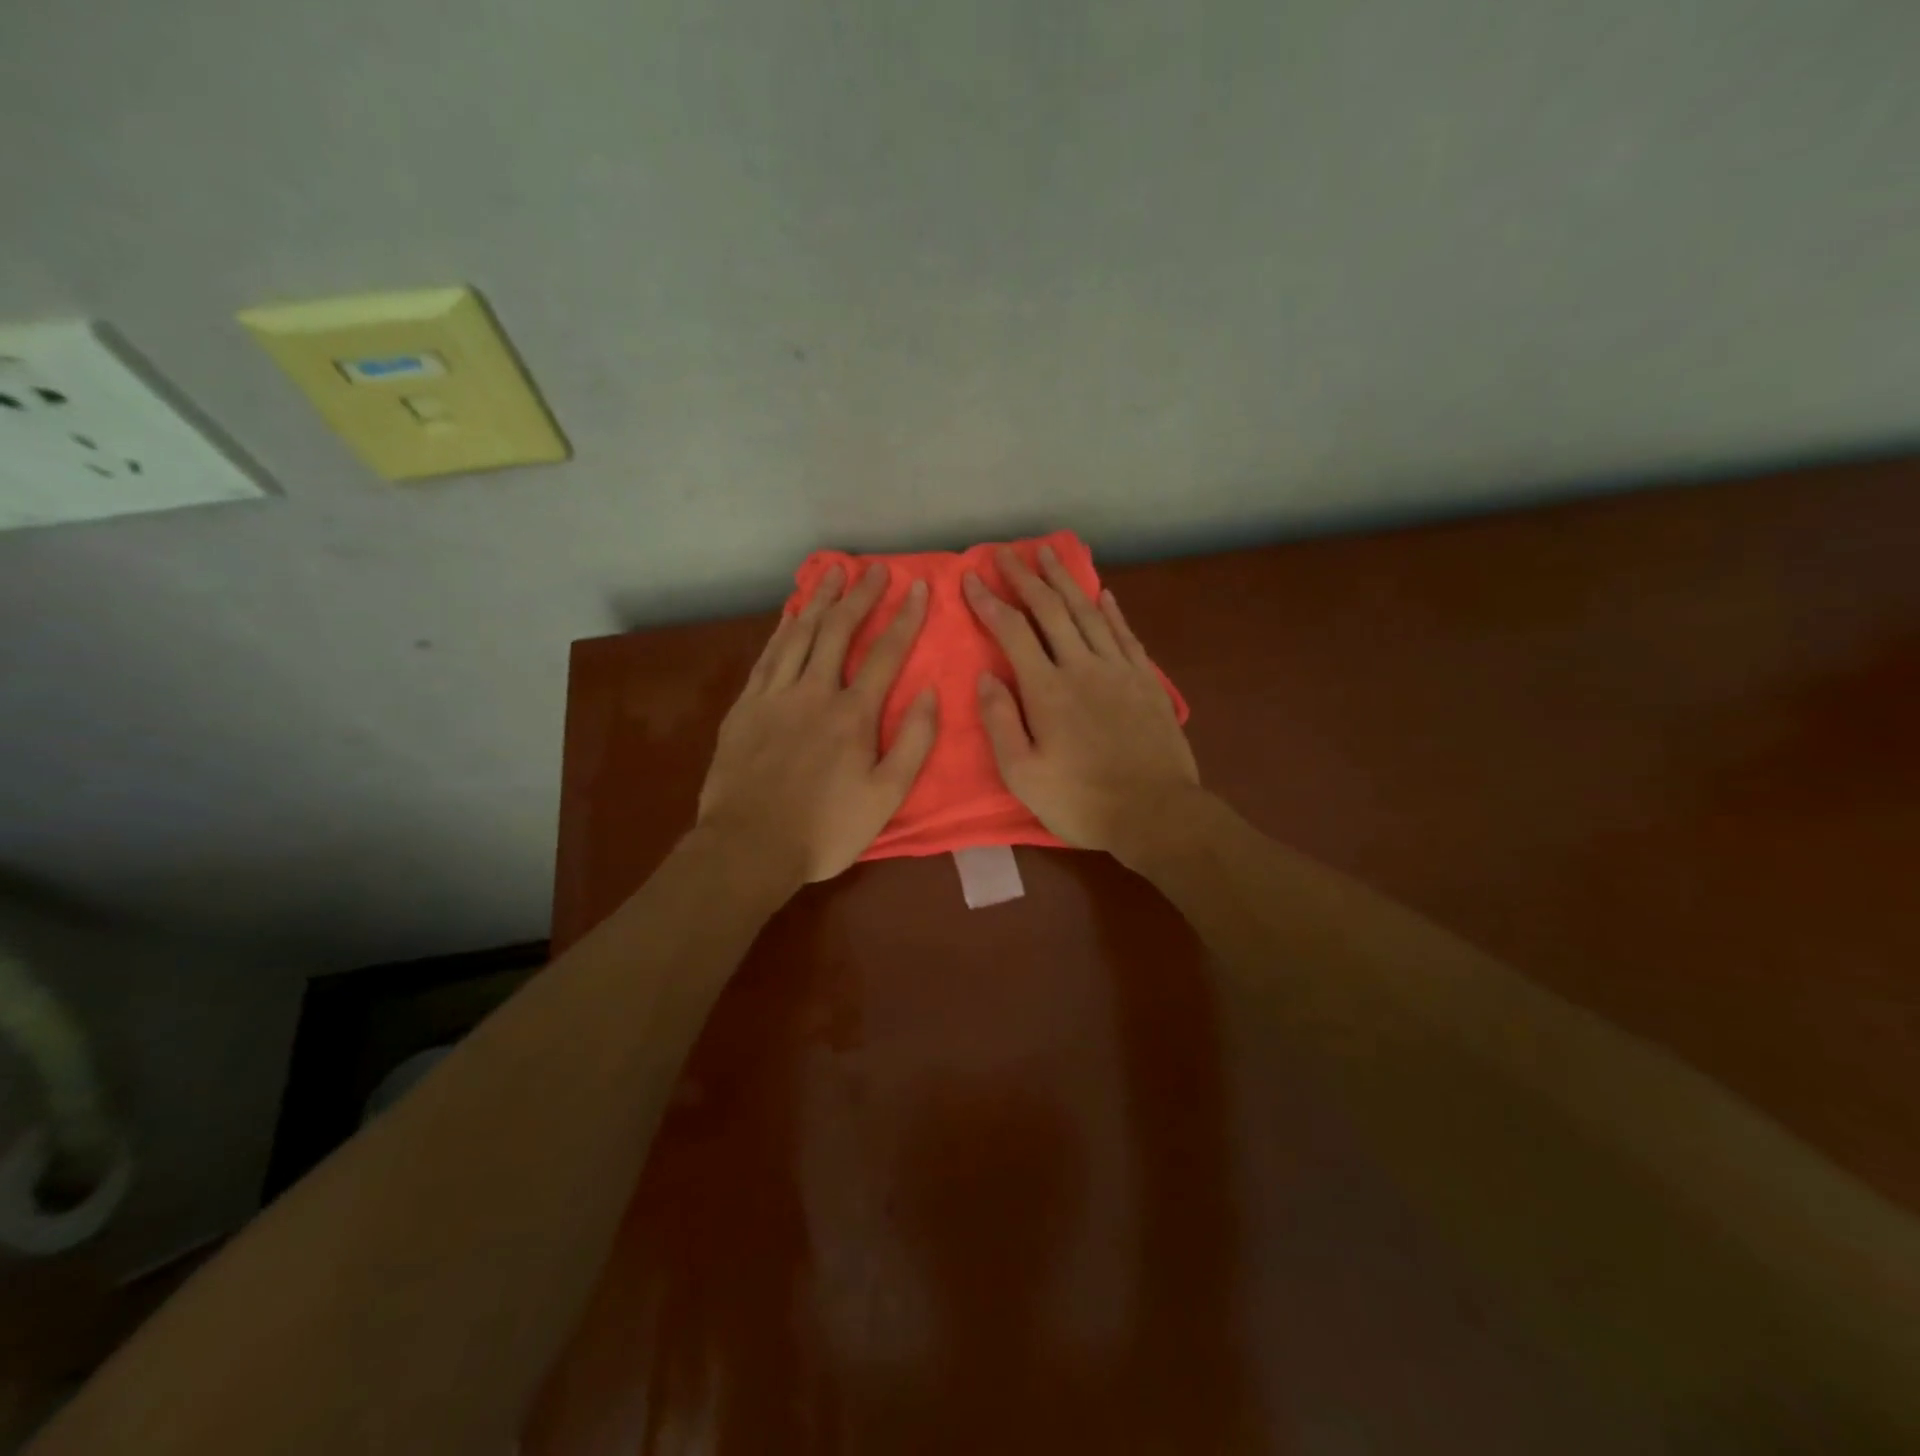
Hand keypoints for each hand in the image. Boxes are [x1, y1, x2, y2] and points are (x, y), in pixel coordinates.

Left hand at [697, 564, 936, 884]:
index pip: (885, 654)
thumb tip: (931, 692)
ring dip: (819, 600)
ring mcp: (775, 696)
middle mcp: (814, 692)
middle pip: (838, 631)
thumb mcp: (886, 796)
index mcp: (853, 715)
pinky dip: (782, 629)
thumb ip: (914, 742)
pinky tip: (790, 614)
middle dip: (860, 595)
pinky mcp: (745, 707)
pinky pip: (767, 656)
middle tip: (874, 568)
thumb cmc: (826, 829)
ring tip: (833, 572)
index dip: (905, 618)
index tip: (919, 587)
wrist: (750, 846)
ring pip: (799, 634)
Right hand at [963, 545, 1200, 860]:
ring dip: (1065, 581)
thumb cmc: (1082, 801)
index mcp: (1047, 690)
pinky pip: (1125, 635)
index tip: (972, 578)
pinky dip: (1111, 611)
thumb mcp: (1023, 775)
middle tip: (1006, 551)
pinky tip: (1103, 594)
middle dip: (1025, 577)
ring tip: (1048, 555)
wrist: (1156, 813)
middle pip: (1050, 610)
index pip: (1012, 632)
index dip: (989, 602)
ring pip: (1088, 613)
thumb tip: (984, 677)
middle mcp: (1082, 667)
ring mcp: (1119, 670)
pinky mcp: (1146, 682)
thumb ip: (1001, 722)